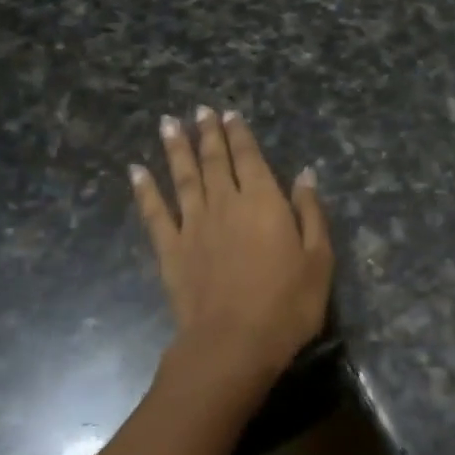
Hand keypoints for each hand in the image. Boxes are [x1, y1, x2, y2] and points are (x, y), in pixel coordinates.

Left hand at [132, 108, 332, 390]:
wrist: (234, 343)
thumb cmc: (287, 304)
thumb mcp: (318, 259)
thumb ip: (310, 212)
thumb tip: (305, 174)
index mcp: (263, 202)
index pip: (249, 158)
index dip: (240, 134)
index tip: (229, 114)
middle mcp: (225, 204)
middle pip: (214, 161)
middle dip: (207, 133)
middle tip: (199, 110)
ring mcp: (194, 225)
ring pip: (183, 177)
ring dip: (176, 149)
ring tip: (168, 123)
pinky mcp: (171, 250)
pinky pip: (155, 213)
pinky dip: (145, 190)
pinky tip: (136, 171)